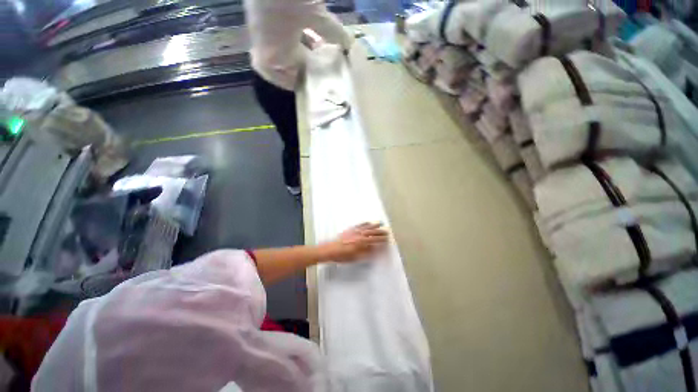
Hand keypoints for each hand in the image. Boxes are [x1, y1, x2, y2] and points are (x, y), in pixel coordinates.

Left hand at [320, 222, 389, 262]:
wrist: (330, 249)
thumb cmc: (342, 256)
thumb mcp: (355, 257)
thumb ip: (366, 253)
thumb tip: (375, 249)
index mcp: (361, 242)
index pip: (374, 240)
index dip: (381, 239)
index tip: (387, 239)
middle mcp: (359, 235)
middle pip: (372, 232)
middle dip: (380, 231)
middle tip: (387, 231)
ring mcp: (354, 231)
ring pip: (366, 227)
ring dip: (374, 225)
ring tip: (381, 223)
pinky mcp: (350, 230)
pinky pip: (359, 225)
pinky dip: (365, 223)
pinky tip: (368, 222)